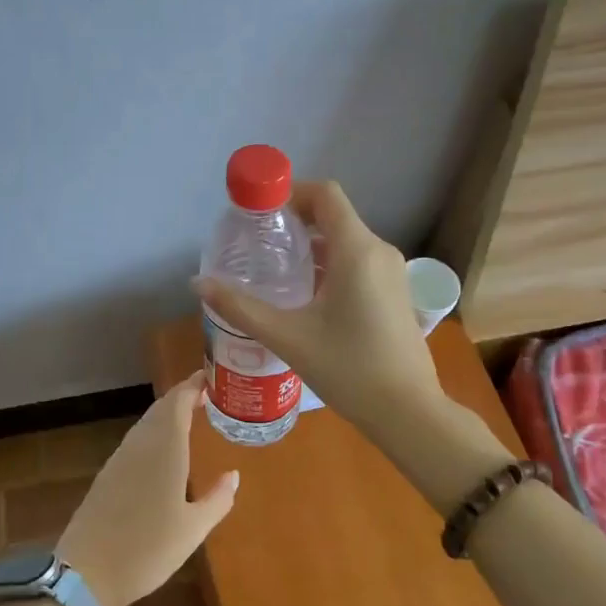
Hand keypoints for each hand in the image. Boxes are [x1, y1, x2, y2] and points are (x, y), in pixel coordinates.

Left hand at [54, 372, 238, 605]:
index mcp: (164, 449)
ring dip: (167, 415)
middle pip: (160, 409)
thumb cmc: (148, 549)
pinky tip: (162, 452)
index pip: (178, 402)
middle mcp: (140, 445)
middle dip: (182, 397)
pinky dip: (153, 434)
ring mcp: (119, 459)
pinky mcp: (107, 476)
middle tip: (206, 395)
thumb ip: (217, 499)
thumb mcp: (193, 529)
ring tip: (189, 418)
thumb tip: (234, 476)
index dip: (193, 386)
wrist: (86, 573)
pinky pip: (135, 442)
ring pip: (146, 424)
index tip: (211, 378)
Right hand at [191, 179, 443, 447]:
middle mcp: (379, 251)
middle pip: (334, 216)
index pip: (325, 195)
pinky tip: (305, 296)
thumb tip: (198, 283)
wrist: (407, 412)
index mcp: (357, 250)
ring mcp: (391, 273)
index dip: (290, 193)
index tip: (259, 213)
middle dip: (294, 222)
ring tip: (274, 271)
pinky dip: (329, 265)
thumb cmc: (348, 369)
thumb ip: (240, 307)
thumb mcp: (287, 337)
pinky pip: (358, 262)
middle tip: (257, 245)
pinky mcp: (395, 293)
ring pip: (346, 241)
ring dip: (311, 246)